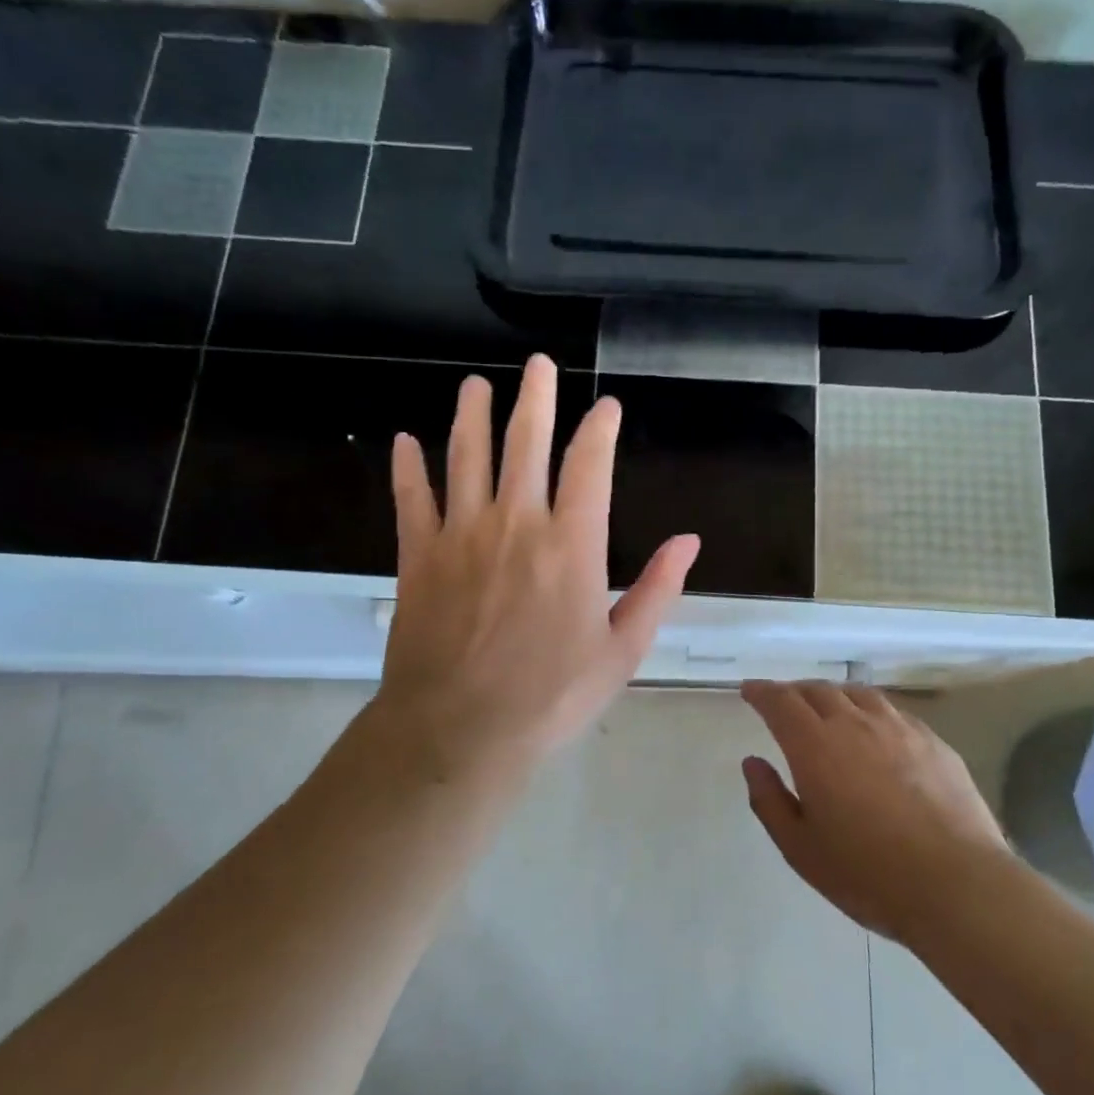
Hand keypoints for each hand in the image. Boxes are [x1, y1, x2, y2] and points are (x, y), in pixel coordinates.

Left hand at [369, 355, 699, 790]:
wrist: (460, 731)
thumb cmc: (551, 697)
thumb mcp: (622, 651)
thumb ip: (657, 590)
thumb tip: (689, 541)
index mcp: (572, 545)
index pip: (589, 466)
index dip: (600, 429)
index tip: (606, 407)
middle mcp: (517, 523)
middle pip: (526, 442)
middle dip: (536, 397)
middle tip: (539, 364)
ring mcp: (462, 535)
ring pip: (466, 456)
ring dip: (472, 416)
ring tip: (475, 385)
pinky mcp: (418, 555)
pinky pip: (412, 498)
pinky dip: (409, 466)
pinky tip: (404, 441)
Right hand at [741, 681, 1010, 941]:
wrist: (956, 884)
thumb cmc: (867, 873)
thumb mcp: (800, 848)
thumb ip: (769, 800)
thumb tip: (753, 762)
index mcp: (815, 746)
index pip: (780, 702)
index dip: (762, 692)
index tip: (750, 691)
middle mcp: (855, 724)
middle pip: (818, 691)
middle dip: (794, 692)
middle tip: (784, 703)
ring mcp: (899, 729)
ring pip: (858, 694)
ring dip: (833, 695)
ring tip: (827, 708)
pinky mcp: (934, 742)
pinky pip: (892, 712)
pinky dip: (870, 711)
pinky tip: (875, 730)